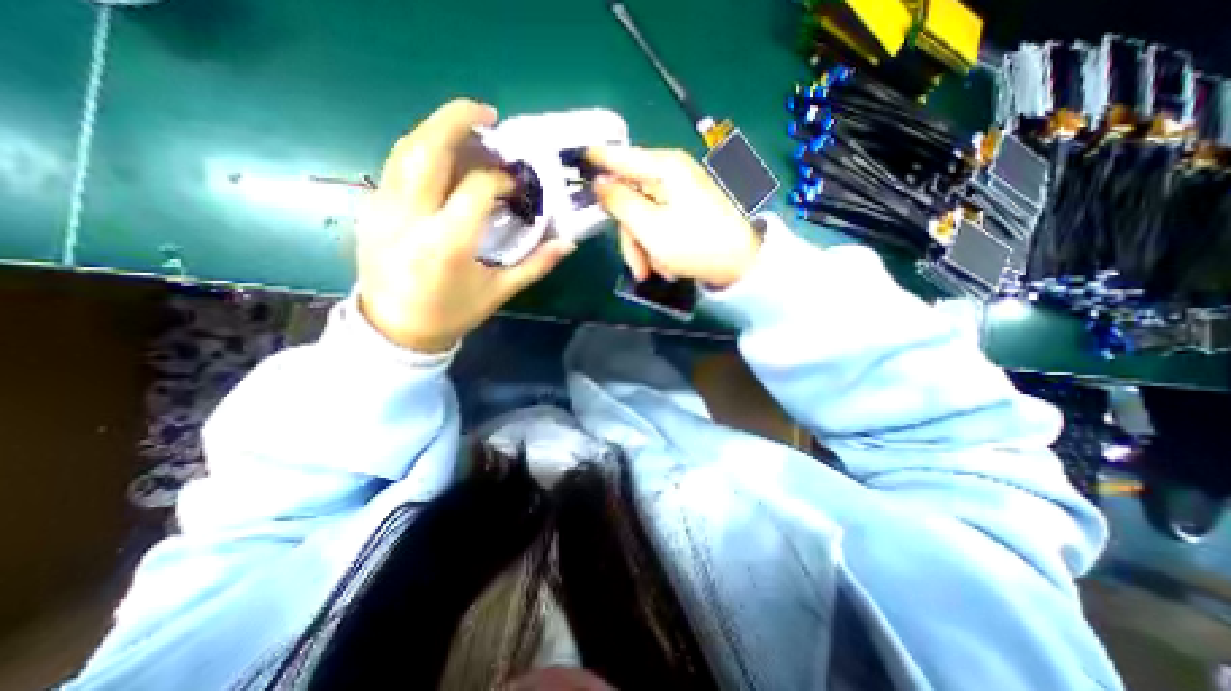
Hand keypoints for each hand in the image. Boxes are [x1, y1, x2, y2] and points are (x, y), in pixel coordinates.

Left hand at [356, 100, 577, 353]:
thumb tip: (567, 243)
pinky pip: (396, 166)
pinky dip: (421, 151)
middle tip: (487, 115)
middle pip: (429, 149)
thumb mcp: (500, 291)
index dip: (502, 178)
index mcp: (448, 242)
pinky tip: (443, 158)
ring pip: (406, 150)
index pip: (477, 187)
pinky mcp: (371, 209)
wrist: (395, 329)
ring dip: (437, 130)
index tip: (517, 184)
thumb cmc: (453, 313)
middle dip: (458, 120)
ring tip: (466, 128)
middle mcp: (412, 217)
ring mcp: (385, 209)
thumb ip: (536, 265)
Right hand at [582, 145, 759, 287]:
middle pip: (631, 199)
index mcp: (664, 169)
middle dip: (631, 237)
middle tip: (637, 267)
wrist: (740, 267)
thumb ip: (619, 203)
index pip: (620, 156)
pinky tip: (669, 267)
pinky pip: (659, 227)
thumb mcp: (650, 227)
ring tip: (657, 272)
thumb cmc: (695, 245)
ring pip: (643, 219)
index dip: (596, 160)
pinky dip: (659, 249)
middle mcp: (672, 176)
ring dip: (645, 249)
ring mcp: (680, 195)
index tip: (575, 160)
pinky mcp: (686, 212)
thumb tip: (598, 183)